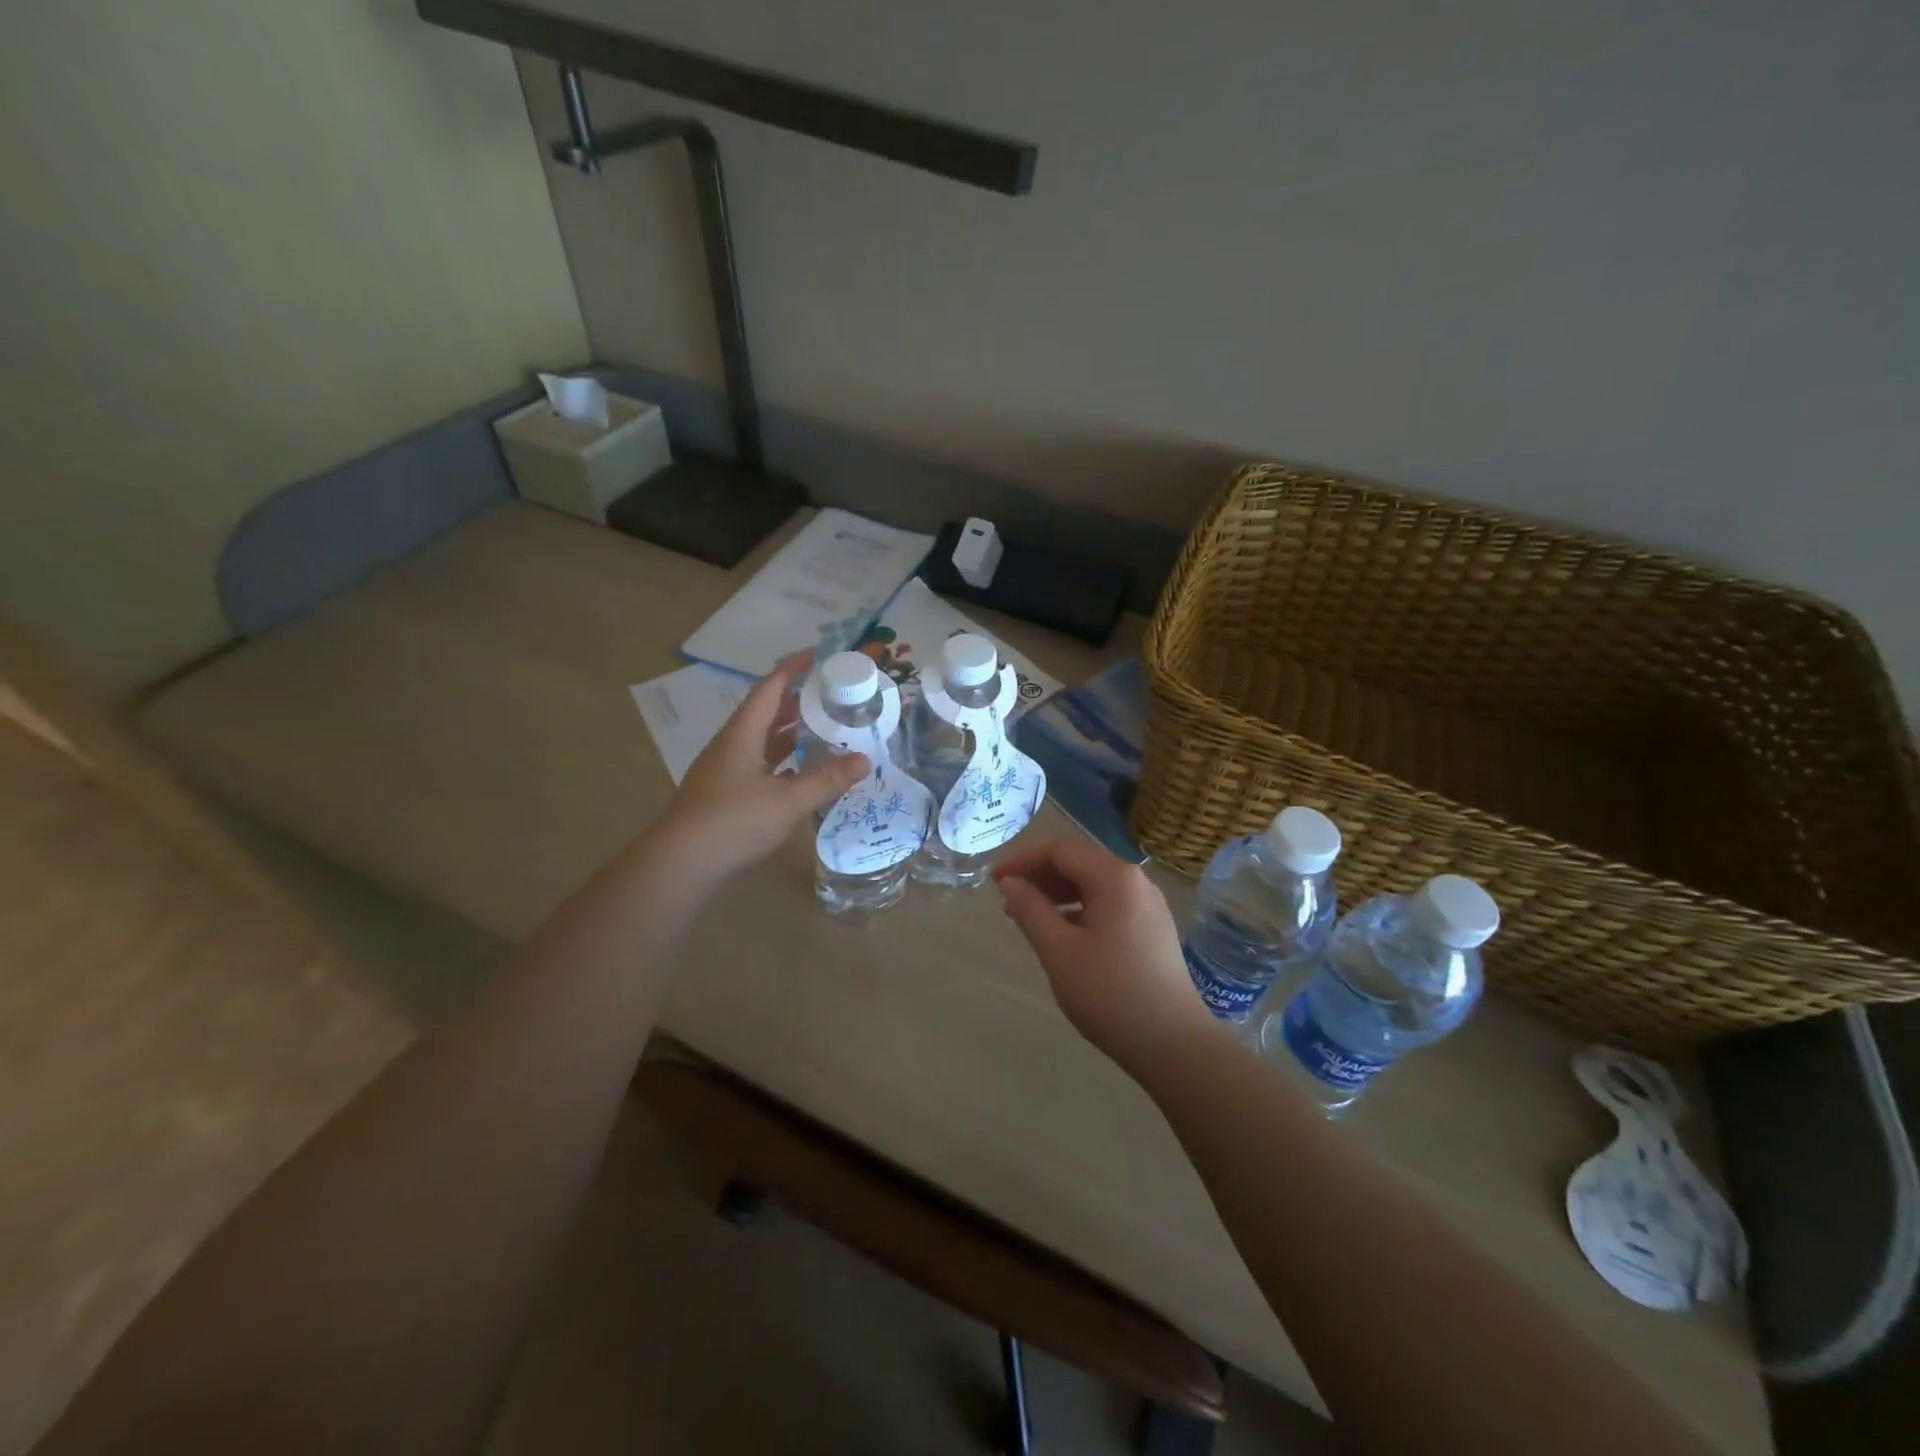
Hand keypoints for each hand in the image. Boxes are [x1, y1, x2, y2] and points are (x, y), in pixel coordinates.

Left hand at [656, 655, 868, 881]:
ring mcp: (725, 773)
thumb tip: (864, 759)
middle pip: (763, 714)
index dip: (791, 671)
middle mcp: (731, 747)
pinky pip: (758, 767)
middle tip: (828, 697)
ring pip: (760, 743)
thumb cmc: (733, 822)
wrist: (681, 865)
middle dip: (794, 702)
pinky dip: (781, 763)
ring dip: (787, 734)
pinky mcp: (725, 797)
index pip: (768, 691)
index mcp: (741, 736)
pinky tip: (799, 773)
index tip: (815, 656)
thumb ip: (826, 779)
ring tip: (820, 730)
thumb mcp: (786, 800)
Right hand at [993, 837, 1221, 1077]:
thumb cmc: (1110, 993)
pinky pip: (1109, 905)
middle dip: (1040, 876)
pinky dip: (1080, 910)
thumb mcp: (1059, 951)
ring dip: (1058, 893)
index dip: (1023, 860)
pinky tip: (1062, 935)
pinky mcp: (1153, 930)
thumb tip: (1010, 883)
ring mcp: (1148, 906)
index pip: (1061, 850)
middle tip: (1007, 900)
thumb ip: (1031, 910)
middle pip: (1080, 863)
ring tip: (1028, 917)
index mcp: (1115, 877)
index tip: (994, 881)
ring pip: (1094, 884)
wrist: (1174, 1045)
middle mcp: (1136, 881)